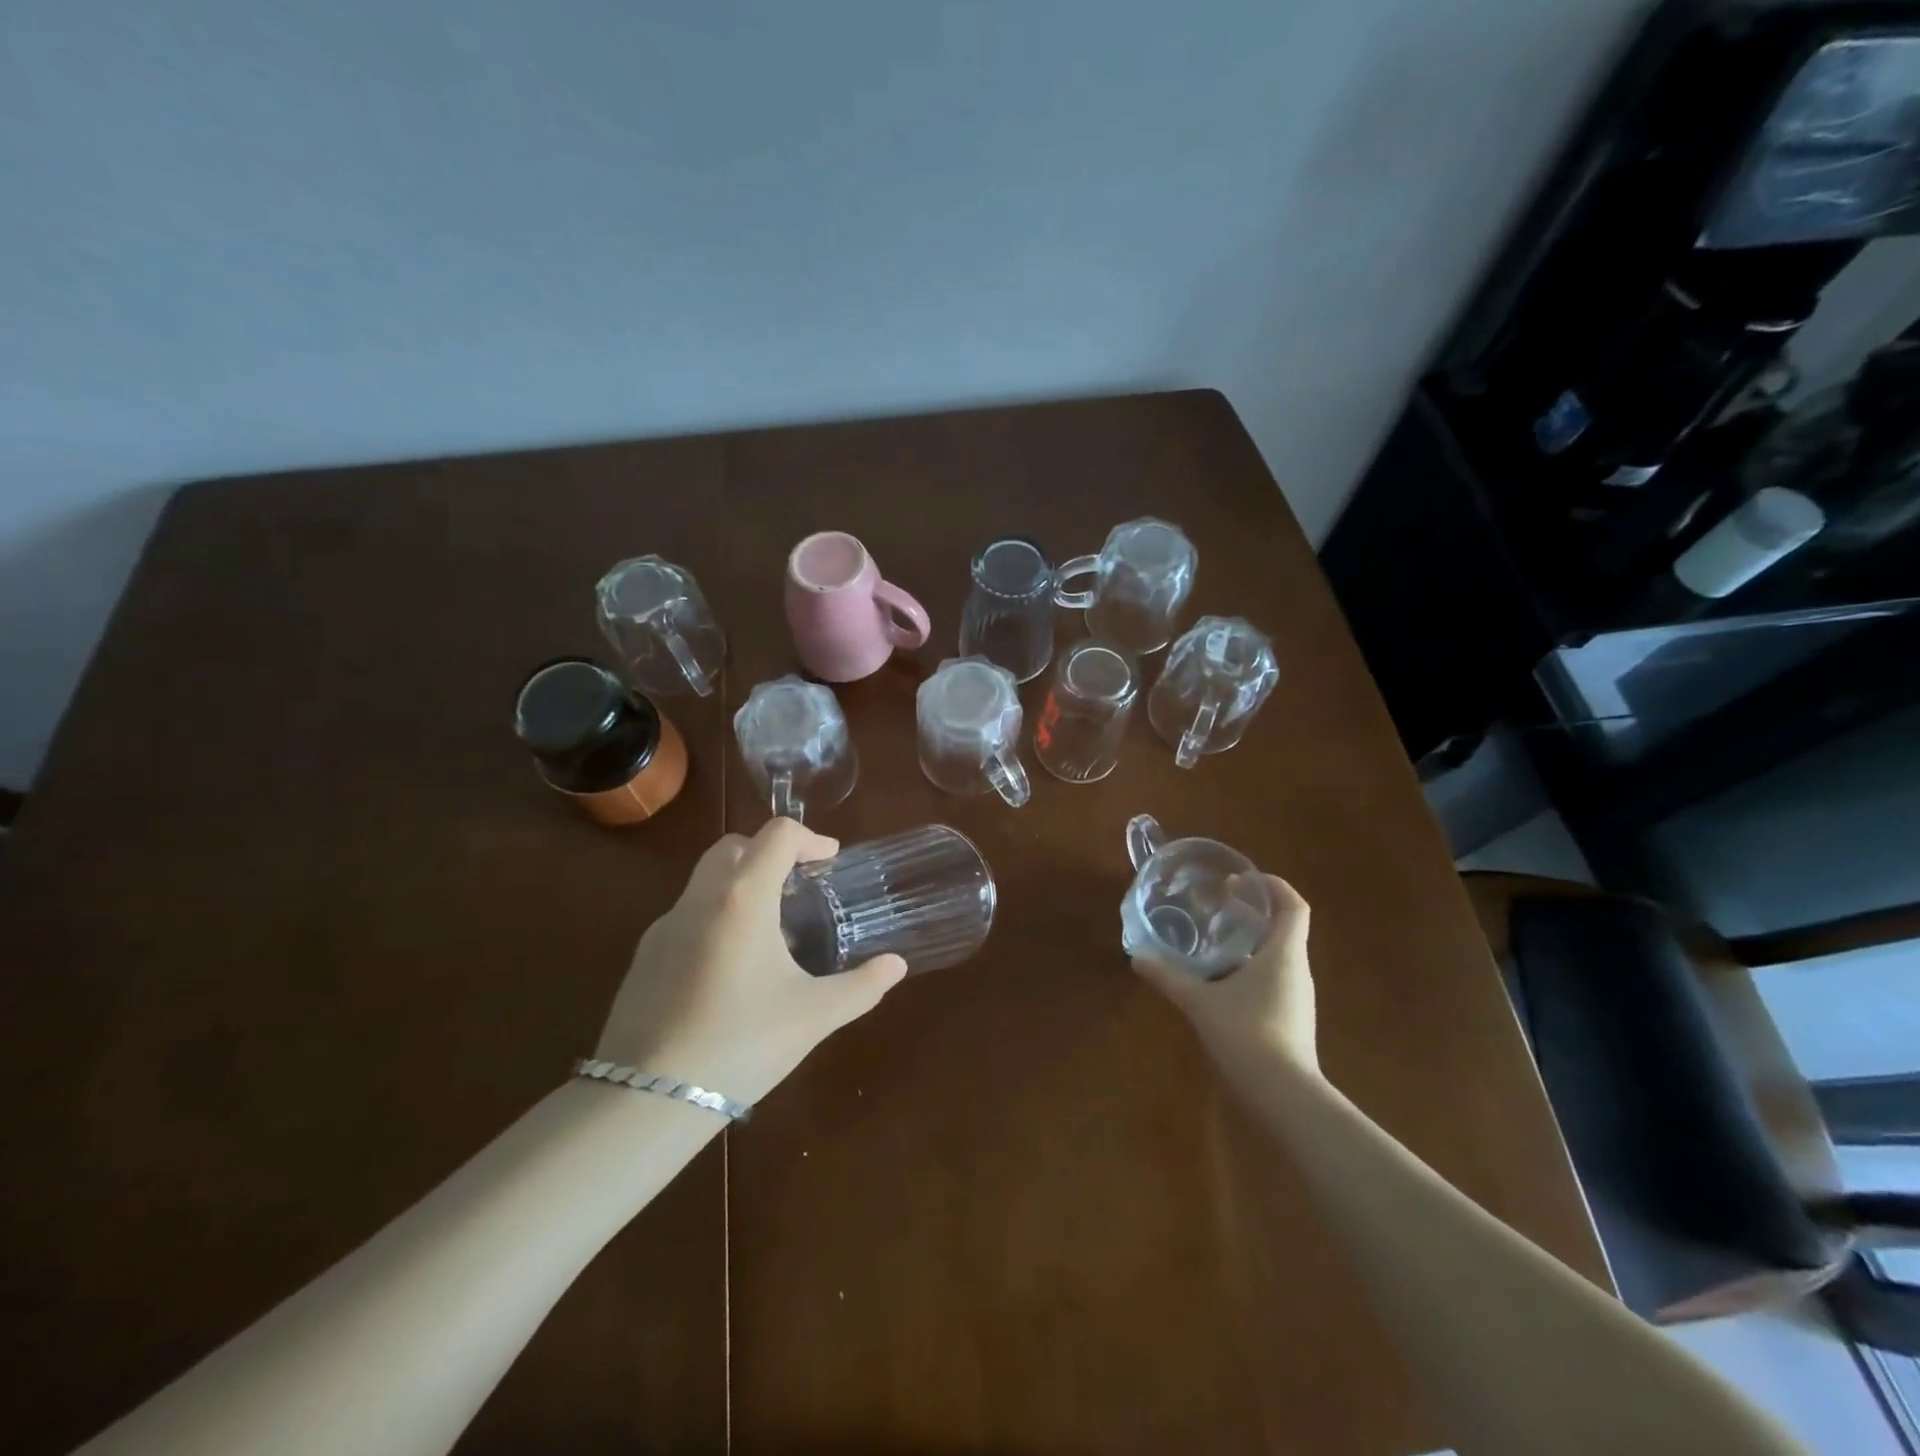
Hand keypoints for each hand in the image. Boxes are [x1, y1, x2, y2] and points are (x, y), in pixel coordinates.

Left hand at [593, 819, 907, 1107]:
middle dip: (769, 852)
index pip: (777, 835)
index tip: (830, 860)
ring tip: (770, 930)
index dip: (810, 838)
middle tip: (799, 884)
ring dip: (741, 884)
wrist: (649, 1100)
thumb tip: (897, 965)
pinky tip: (730, 968)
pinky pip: (686, 915)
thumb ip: (862, 986)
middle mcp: (700, 899)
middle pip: (734, 846)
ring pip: (705, 879)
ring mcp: (664, 926)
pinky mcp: (644, 956)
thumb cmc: (742, 1045)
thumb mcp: (814, 1016)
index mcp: (743, 899)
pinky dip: (716, 916)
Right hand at [1131, 874, 1318, 1082]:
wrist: (1284, 1096)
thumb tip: (1137, 958)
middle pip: (1285, 929)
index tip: (1241, 881)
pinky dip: (1251, 970)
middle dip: (1255, 913)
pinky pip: (1274, 981)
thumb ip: (1169, 978)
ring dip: (1251, 943)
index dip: (1273, 886)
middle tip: (1220, 906)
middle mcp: (1298, 970)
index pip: (1294, 906)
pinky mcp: (1292, 1020)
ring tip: (1215, 941)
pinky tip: (1222, 983)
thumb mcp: (1200, 1002)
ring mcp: (1298, 998)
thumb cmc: (1247, 1034)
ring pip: (1278, 957)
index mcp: (1284, 954)